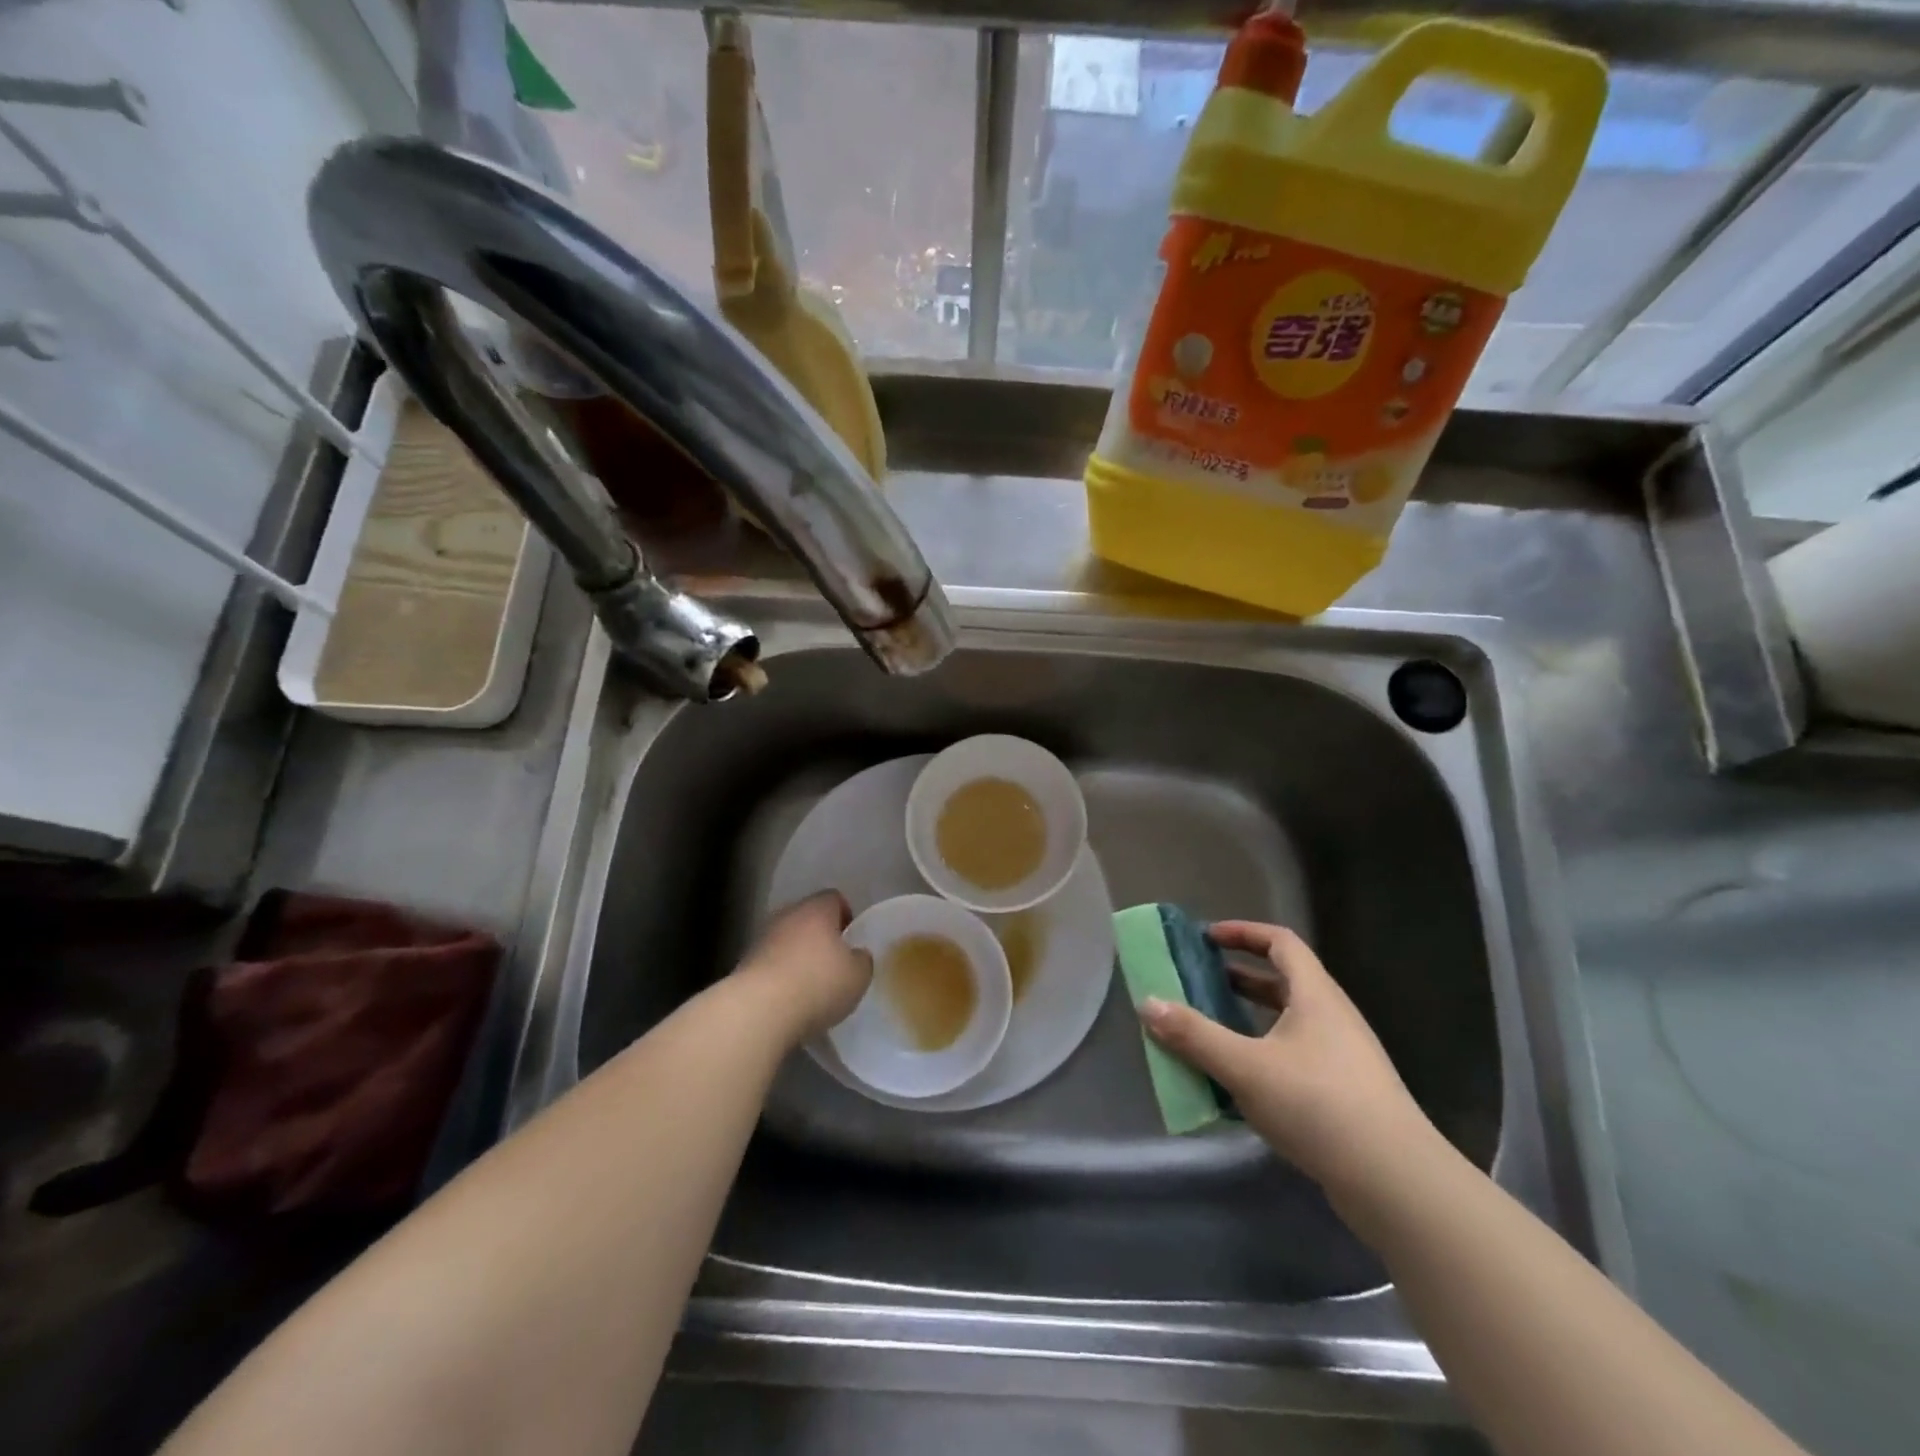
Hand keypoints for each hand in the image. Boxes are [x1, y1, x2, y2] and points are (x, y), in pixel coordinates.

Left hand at [737, 892, 872, 1038]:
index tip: (851, 940)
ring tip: (810, 986)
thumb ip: (861, 960)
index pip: (834, 899)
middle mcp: (787, 915)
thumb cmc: (817, 984)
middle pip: (808, 918)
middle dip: (820, 937)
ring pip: (786, 940)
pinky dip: (780, 976)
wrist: (759, 1010)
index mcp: (817, 909)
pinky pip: (770, 963)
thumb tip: (856, 955)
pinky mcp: (744, 964)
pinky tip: (788, 1000)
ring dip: (797, 957)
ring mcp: (762, 938)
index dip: (846, 916)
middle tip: (833, 964)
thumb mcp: (858, 975)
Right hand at [1138, 921, 1437, 1201]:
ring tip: (1211, 1030)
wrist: (1396, 1183)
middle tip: (1199, 982)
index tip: (1207, 938)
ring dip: (1249, 1019)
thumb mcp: (1245, 1067)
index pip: (1280, 942)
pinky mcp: (1346, 1094)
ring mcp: (1344, 1057)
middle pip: (1284, 981)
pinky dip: (1264, 1054)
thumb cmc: (1318, 1105)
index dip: (1243, 932)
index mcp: (1315, 995)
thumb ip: (1194, 1035)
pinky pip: (1296, 1056)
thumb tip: (1147, 1003)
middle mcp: (1333, 1017)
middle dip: (1239, 977)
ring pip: (1289, 1022)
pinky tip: (1239, 1083)